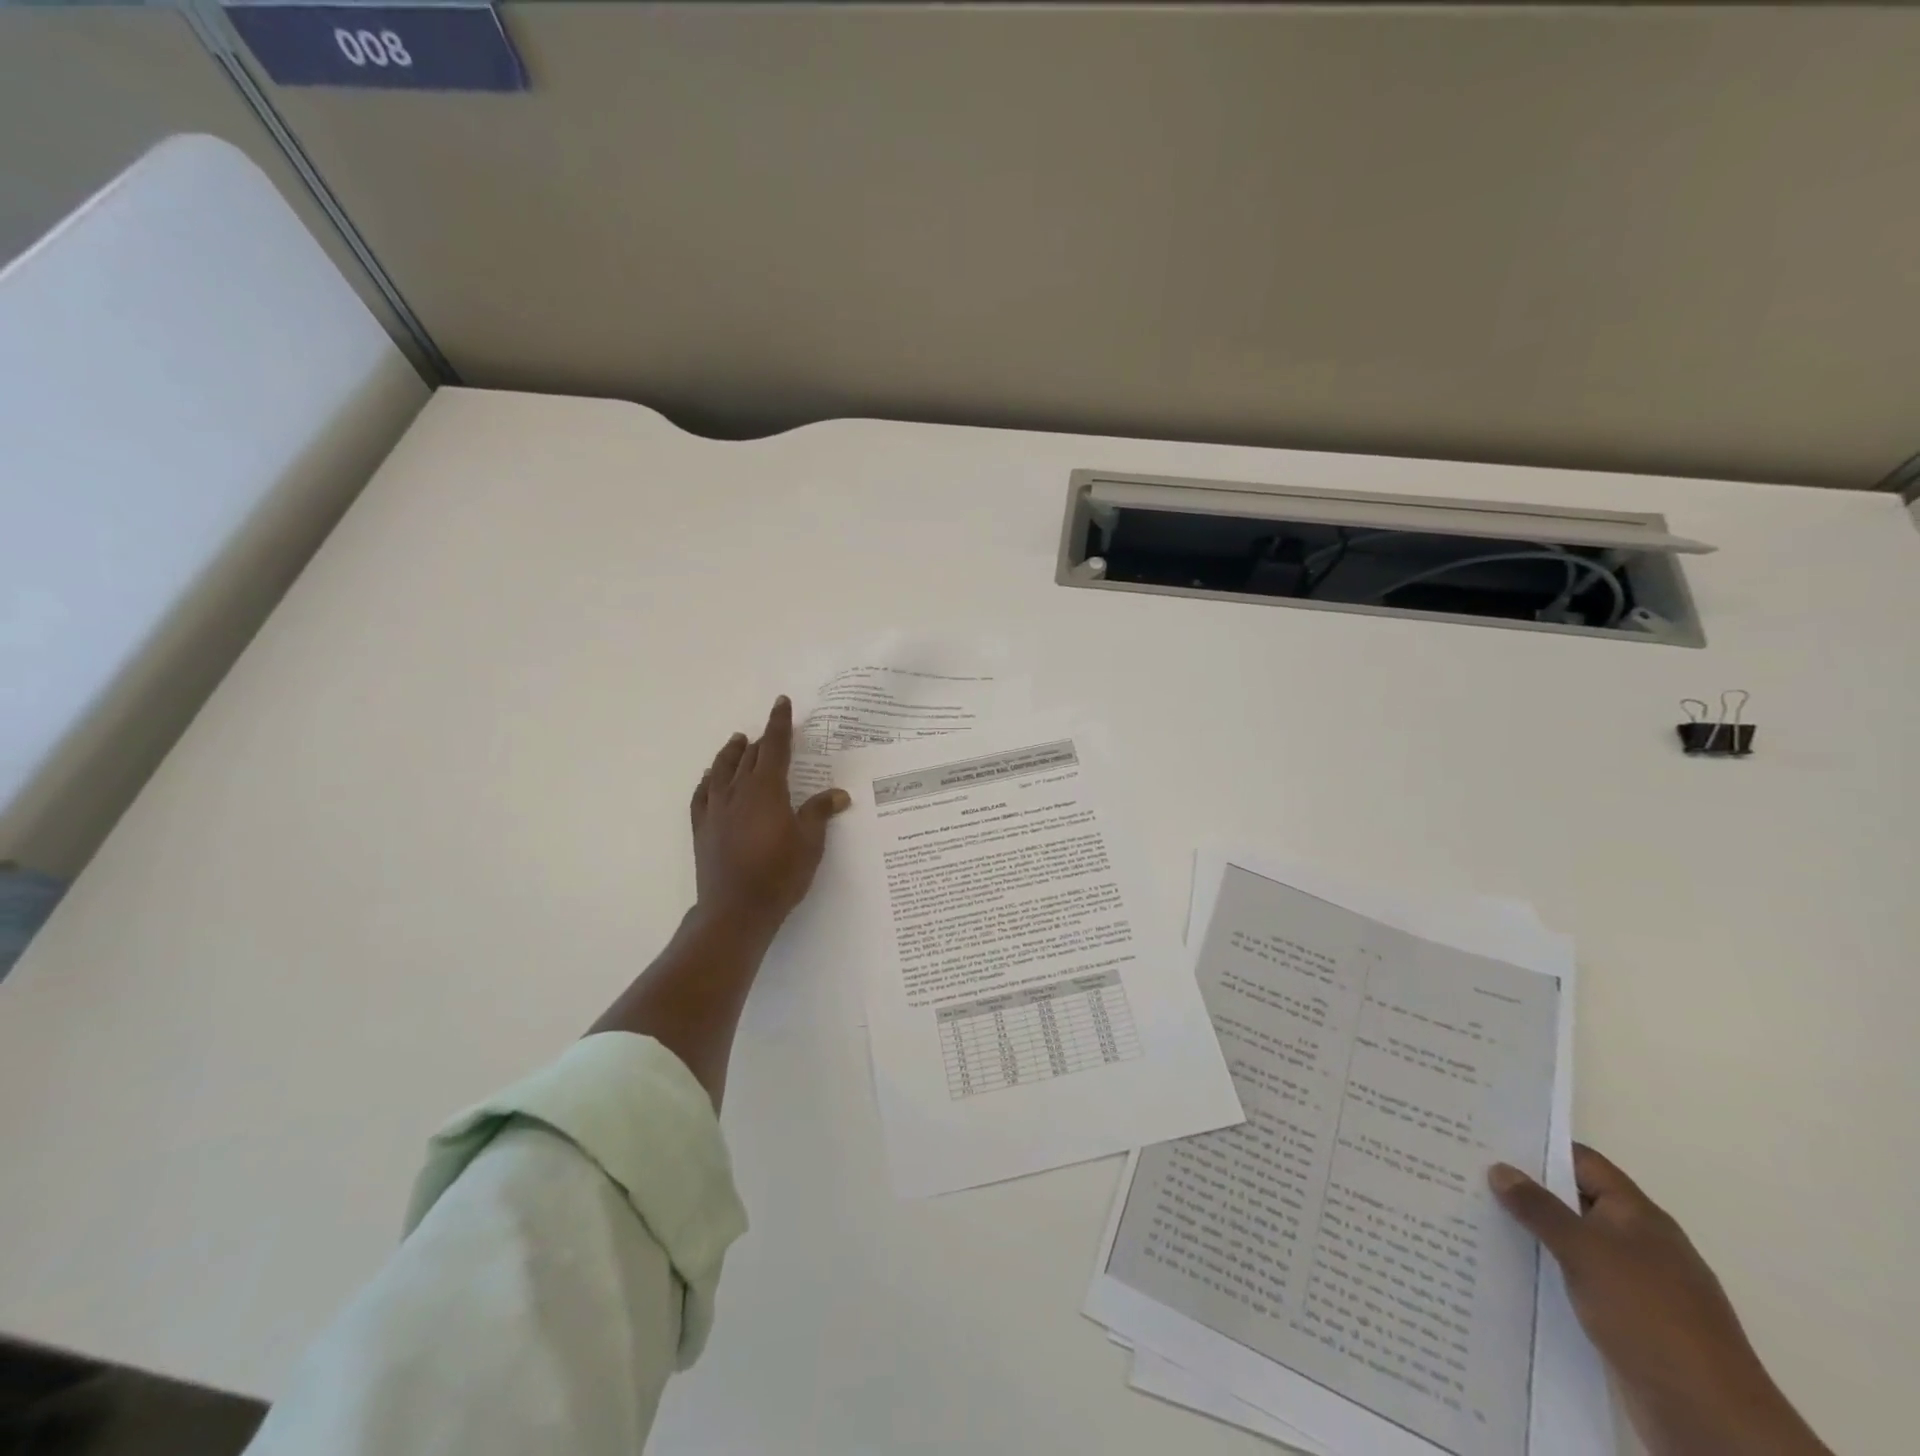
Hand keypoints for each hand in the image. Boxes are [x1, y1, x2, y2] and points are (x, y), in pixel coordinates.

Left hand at [689, 696, 848, 935]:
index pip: (775, 747)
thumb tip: (838, 794)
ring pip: (722, 770)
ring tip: (738, 741)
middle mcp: (738, 792)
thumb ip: (820, 813)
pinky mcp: (702, 828)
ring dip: (732, 753)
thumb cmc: (780, 875)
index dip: (779, 723)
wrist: (736, 910)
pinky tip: (710, 778)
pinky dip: (708, 780)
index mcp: (767, 790)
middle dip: (762, 739)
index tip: (781, 702)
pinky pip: (702, 794)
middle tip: (771, 729)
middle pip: (750, 756)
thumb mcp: (810, 844)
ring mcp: (716, 809)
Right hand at [1490, 1146, 1830, 1455]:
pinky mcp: (1631, 1322)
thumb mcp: (1586, 1252)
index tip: (1488, 1141)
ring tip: (1479, 1220)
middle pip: (1576, 1201)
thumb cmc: (1649, 1316)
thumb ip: (1539, 1208)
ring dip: (1535, 1235)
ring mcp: (1638, 1286)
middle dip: (1528, 1192)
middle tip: (1470, 1176)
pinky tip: (1512, 1272)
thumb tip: (1500, 1168)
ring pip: (1575, 1244)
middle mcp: (1641, 1244)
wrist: (1711, 1419)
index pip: (1583, 1163)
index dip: (1539, 1149)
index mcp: (1640, 1217)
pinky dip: (1549, 1272)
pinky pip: (1580, 1282)